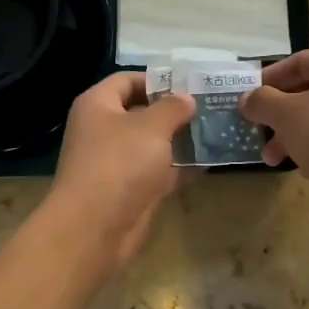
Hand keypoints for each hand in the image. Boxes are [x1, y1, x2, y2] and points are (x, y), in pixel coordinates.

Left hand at [43, 73, 194, 268]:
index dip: (157, 79)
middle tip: (209, 107)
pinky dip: (179, 168)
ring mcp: (116, 162)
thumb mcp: (151, 126)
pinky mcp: (129, 190)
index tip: (190, 85)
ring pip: (152, 144)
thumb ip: (172, 107)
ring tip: (214, 131)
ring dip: (180, 140)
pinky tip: (208, 162)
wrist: (94, 228)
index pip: (127, 80)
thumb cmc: (120, 163)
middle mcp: (103, 129)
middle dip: (174, 111)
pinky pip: (157, 171)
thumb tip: (186, 98)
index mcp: (98, 105)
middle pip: (141, 112)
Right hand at [240, 49, 308, 202]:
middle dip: (278, 115)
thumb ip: (262, 102)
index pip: (295, 62)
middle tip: (257, 134)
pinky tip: (306, 168)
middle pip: (307, 91)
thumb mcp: (288, 115)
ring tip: (274, 160)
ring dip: (293, 135)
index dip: (268, 79)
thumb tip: (247, 98)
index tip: (247, 100)